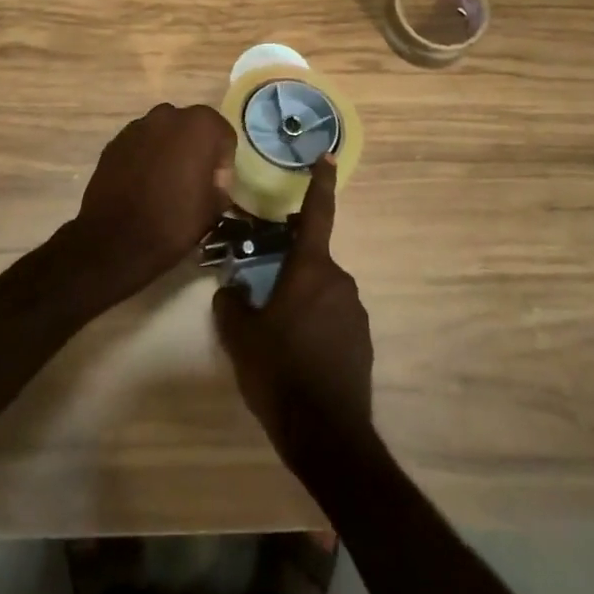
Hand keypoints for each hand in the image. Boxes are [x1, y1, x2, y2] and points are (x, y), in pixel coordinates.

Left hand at [68, 103, 234, 299]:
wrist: (115, 241)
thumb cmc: (173, 222)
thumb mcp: (213, 209)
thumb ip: (220, 186)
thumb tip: (213, 183)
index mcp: (200, 125)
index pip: (223, 135)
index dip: (223, 163)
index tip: (215, 187)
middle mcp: (169, 115)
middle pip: (192, 128)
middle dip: (195, 150)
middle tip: (193, 182)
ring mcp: (137, 126)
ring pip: (164, 134)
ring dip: (169, 151)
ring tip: (165, 184)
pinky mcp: (114, 142)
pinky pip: (140, 145)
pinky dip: (145, 158)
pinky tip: (142, 186)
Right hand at [213, 158, 373, 476]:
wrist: (328, 437)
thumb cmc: (281, 375)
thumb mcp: (242, 339)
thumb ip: (232, 305)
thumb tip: (231, 291)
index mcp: (311, 270)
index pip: (317, 214)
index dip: (320, 183)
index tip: (327, 156)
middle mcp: (339, 282)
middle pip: (311, 261)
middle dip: (289, 269)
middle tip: (262, 292)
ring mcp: (355, 312)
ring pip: (321, 292)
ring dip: (301, 301)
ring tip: (276, 335)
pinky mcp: (362, 341)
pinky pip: (333, 318)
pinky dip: (315, 325)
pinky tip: (297, 356)